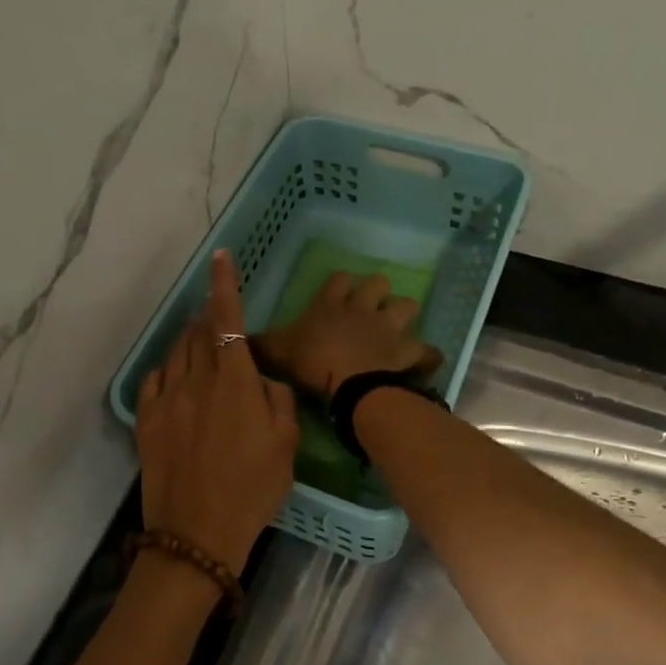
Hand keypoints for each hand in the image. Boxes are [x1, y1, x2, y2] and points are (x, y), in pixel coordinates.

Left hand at [136, 250, 299, 574]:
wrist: (197, 534)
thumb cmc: (252, 490)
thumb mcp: (286, 445)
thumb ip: (277, 401)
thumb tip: (262, 381)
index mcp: (235, 381)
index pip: (228, 320)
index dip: (224, 285)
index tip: (220, 257)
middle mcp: (197, 379)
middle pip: (200, 332)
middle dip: (211, 319)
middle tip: (221, 323)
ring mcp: (167, 398)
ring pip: (177, 352)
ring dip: (191, 342)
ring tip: (203, 351)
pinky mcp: (146, 419)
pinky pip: (155, 378)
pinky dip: (169, 369)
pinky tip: (177, 379)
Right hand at [252, 271, 442, 400]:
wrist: (350, 384)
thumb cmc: (312, 362)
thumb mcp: (276, 351)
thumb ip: (259, 343)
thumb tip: (238, 338)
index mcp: (330, 304)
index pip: (339, 279)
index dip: (340, 284)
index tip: (338, 292)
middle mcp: (362, 307)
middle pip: (378, 283)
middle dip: (377, 292)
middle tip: (370, 309)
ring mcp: (389, 326)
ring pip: (407, 305)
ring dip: (403, 315)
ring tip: (398, 330)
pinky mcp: (409, 350)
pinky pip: (427, 350)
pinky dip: (427, 356)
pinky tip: (423, 362)